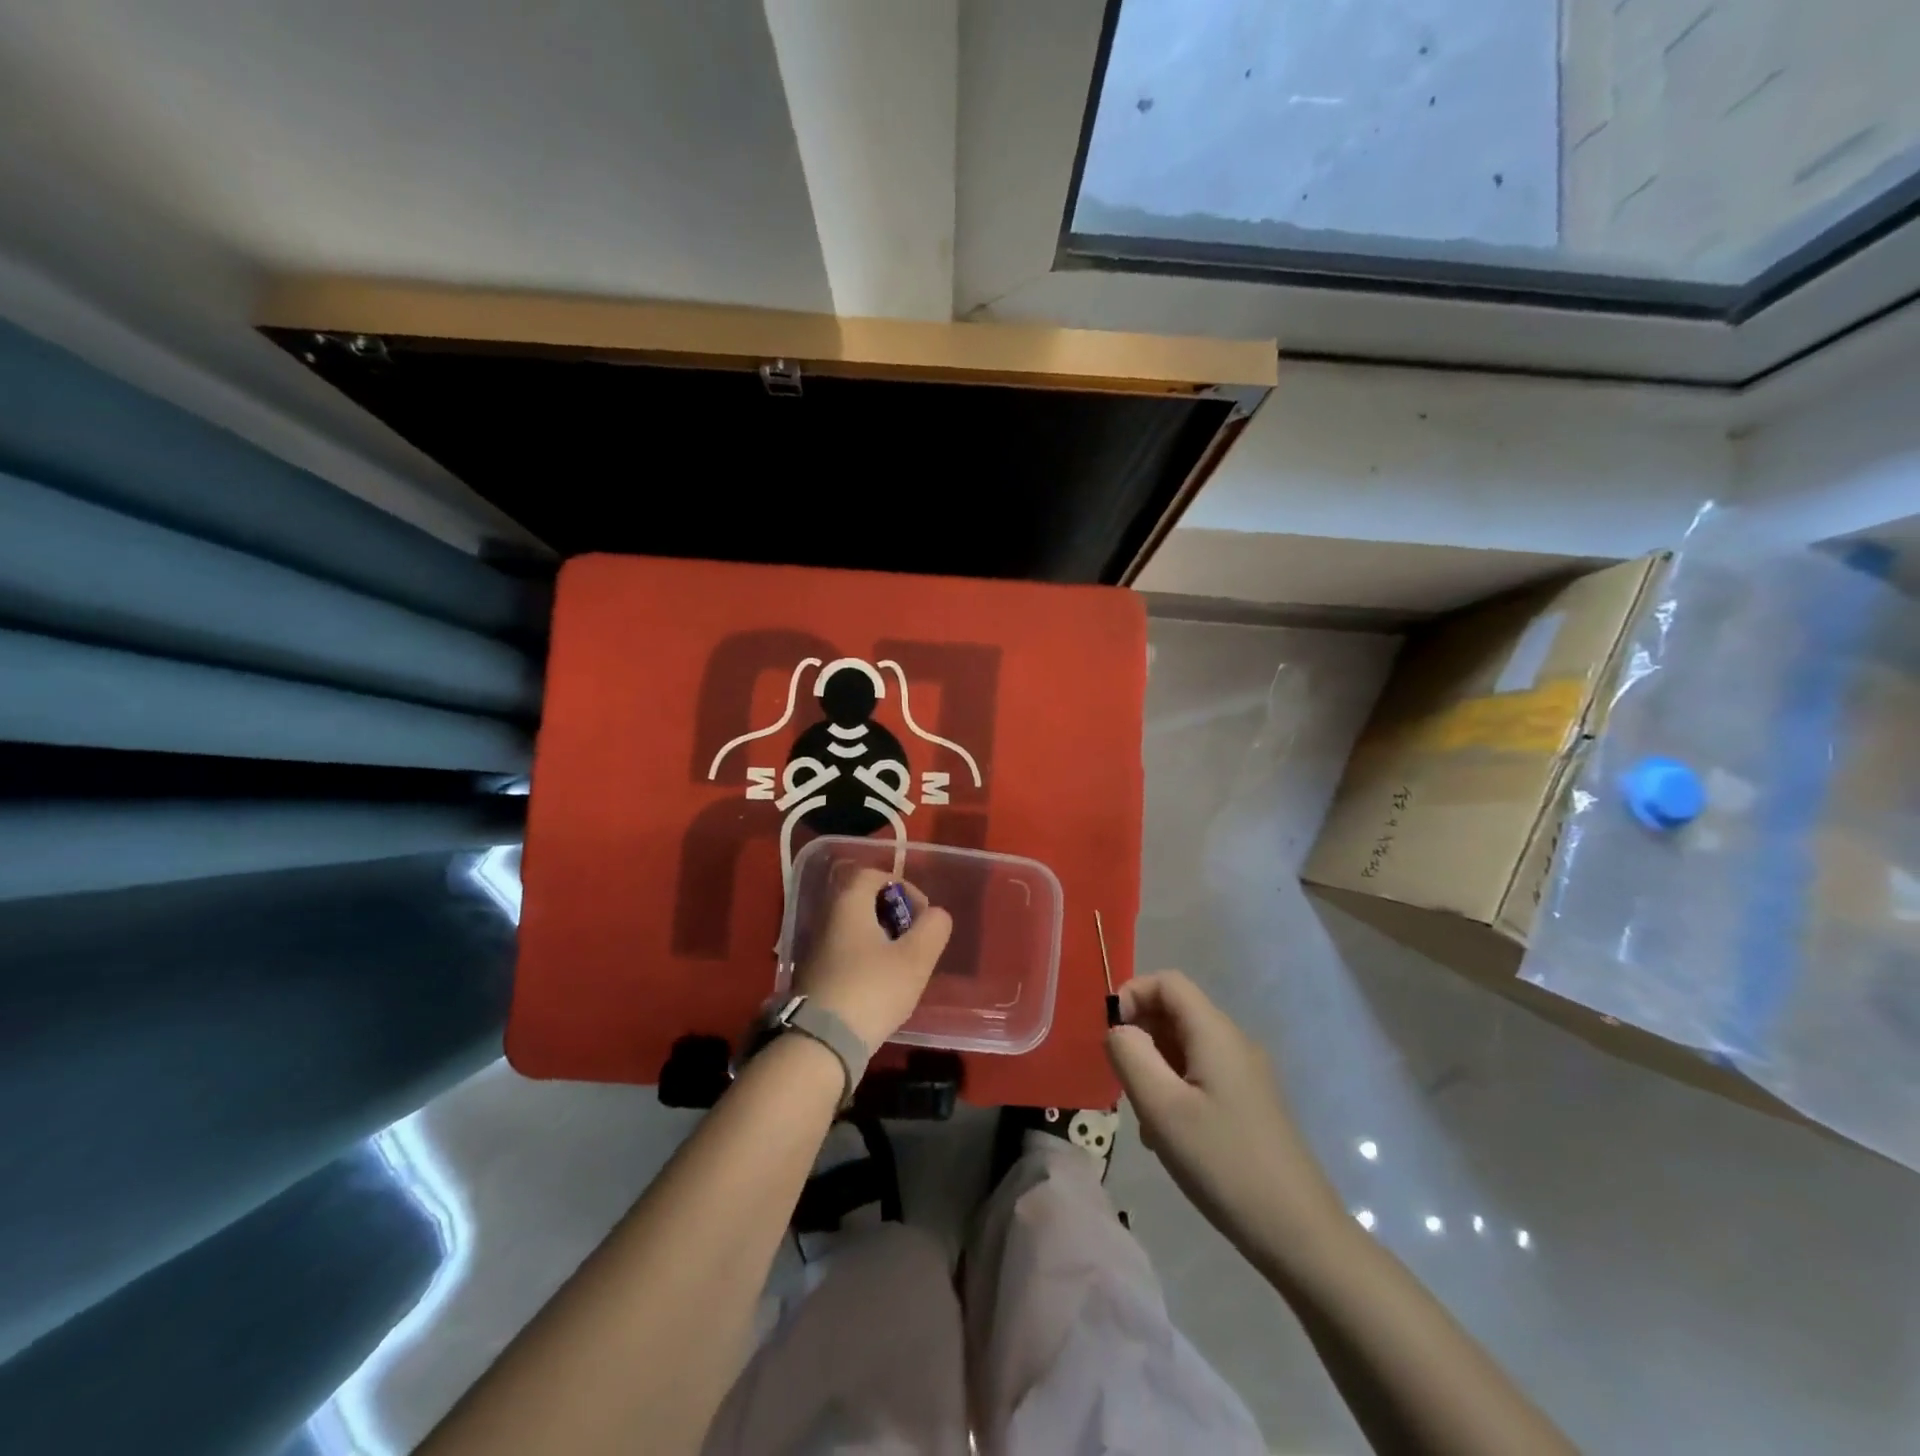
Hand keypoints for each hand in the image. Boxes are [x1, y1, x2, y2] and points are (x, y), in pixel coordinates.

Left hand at [794, 868, 952, 1049]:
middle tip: (914, 939)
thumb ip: (932, 928)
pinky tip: (881, 985)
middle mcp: (828, 918)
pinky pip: (846, 952)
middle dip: (894, 914)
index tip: (921, 912)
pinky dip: (866, 958)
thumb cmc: (872, 989)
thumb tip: (935, 915)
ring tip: (902, 964)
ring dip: (881, 938)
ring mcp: (817, 948)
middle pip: (863, 901)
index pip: (872, 874)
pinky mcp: (814, 975)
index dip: (902, 886)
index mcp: (848, 904)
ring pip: (855, 929)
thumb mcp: (915, 958)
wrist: (821, 1042)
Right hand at [1107, 971, 1341, 1249]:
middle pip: (1176, 1012)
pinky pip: (1200, 1075)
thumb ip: (1130, 1056)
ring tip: (1148, 1119)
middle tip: (1125, 1083)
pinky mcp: (1250, 1103)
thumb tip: (1118, 1029)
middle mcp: (1234, 1042)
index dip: (1132, 995)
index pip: (1167, 982)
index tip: (1110, 1038)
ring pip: (1184, 1047)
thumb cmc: (1224, 1163)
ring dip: (1155, 1069)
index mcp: (1215, 1032)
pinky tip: (1171, 1136)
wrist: (1300, 1235)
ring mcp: (1246, 1074)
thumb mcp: (1162, 1108)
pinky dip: (1175, 1090)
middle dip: (1141, 1037)